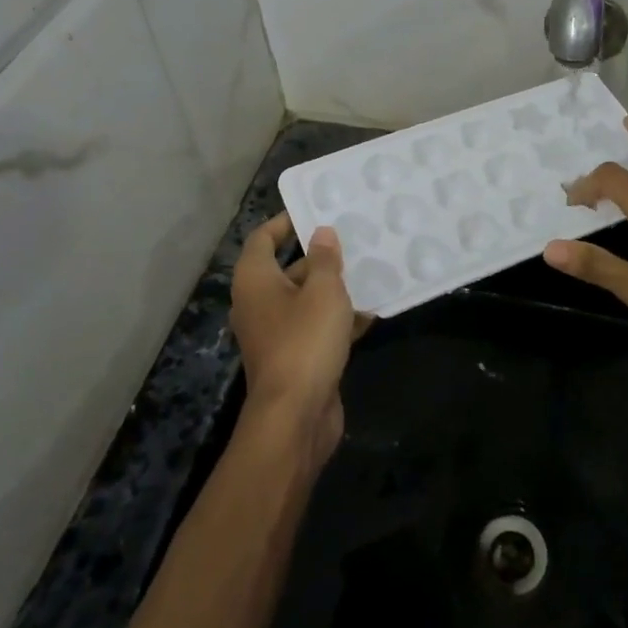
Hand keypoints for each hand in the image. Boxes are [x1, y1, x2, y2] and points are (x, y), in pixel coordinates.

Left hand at [230, 214, 367, 467]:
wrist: (295, 417)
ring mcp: (276, 334)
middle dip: (320, 255)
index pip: (262, 238)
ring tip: (369, 268)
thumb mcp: (322, 292)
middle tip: (352, 238)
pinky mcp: (295, 359)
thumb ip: (325, 259)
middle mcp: (259, 304)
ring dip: (333, 288)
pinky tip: (371, 310)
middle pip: (288, 269)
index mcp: (255, 281)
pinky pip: (317, 328)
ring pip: (306, 300)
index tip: (313, 210)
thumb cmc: (305, 341)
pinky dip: (339, 319)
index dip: (285, 221)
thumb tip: (321, 234)